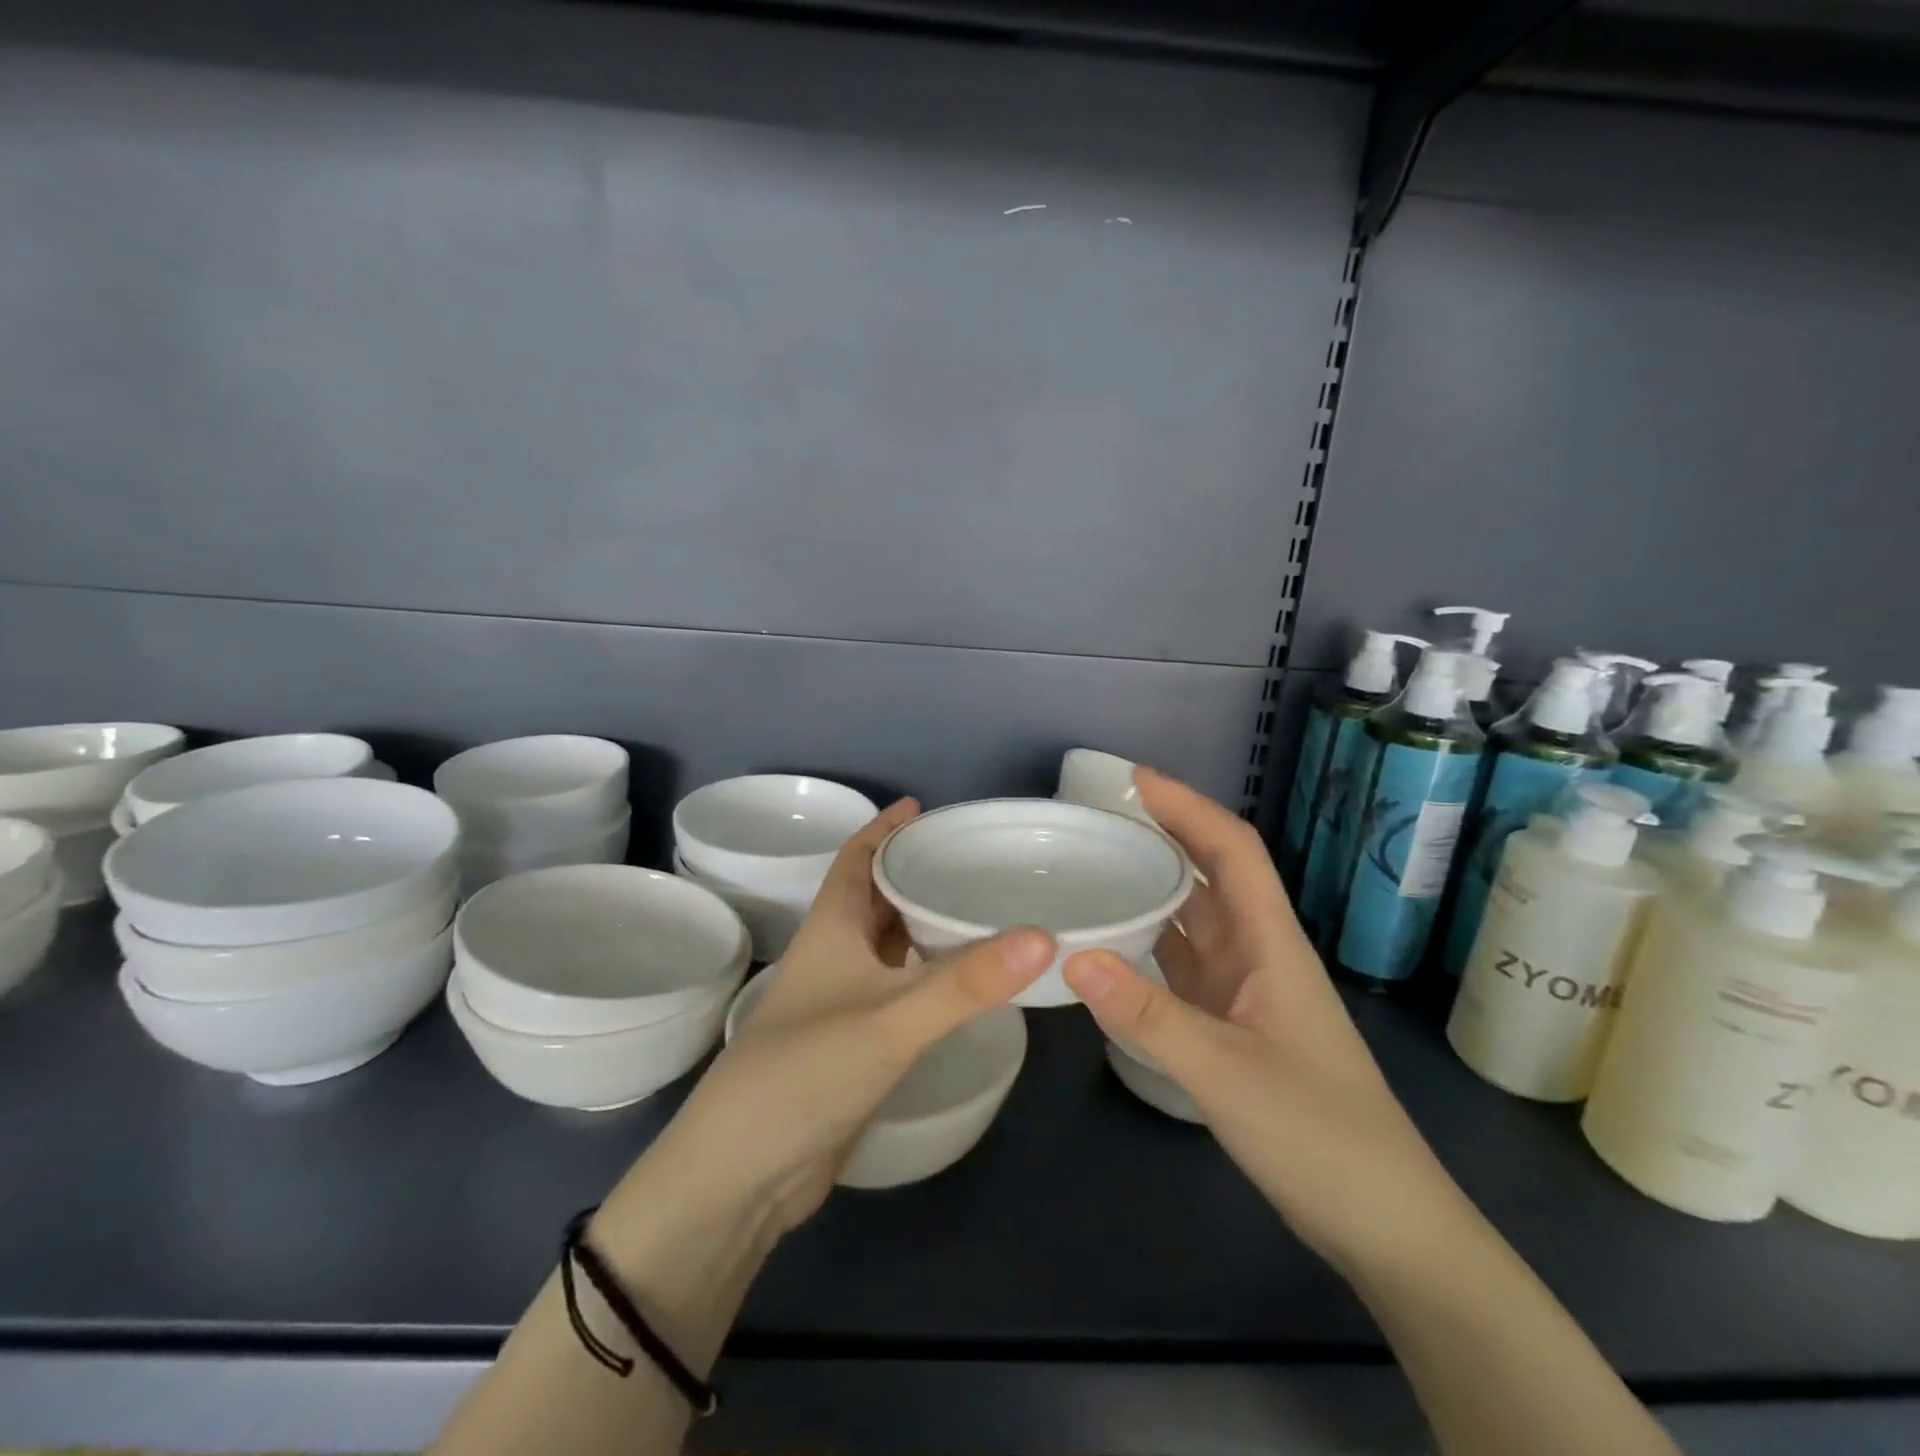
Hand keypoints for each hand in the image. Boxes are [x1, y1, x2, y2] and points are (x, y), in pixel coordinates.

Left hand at [639, 798, 1054, 1241]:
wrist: (745, 1174)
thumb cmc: (806, 1072)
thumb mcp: (891, 1020)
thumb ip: (967, 982)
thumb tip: (1044, 937)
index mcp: (832, 927)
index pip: (857, 858)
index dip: (884, 828)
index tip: (923, 806)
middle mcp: (836, 954)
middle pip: (876, 895)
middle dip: (915, 870)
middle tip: (973, 856)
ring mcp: (844, 1001)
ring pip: (890, 943)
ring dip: (924, 921)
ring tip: (980, 905)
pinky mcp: (856, 1042)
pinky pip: (901, 987)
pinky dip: (929, 972)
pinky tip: (965, 977)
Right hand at [1063, 768, 1464, 1273]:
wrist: (1384, 1223)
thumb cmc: (1319, 1135)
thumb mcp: (1225, 1073)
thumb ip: (1147, 1015)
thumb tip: (1073, 956)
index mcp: (1272, 944)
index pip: (1233, 851)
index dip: (1189, 807)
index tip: (1136, 780)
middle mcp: (1259, 955)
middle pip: (1211, 875)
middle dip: (1165, 835)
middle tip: (1100, 817)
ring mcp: (1247, 992)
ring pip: (1195, 920)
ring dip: (1155, 887)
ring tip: (1098, 866)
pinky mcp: (1234, 1026)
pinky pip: (1184, 966)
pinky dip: (1150, 945)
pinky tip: (1113, 946)